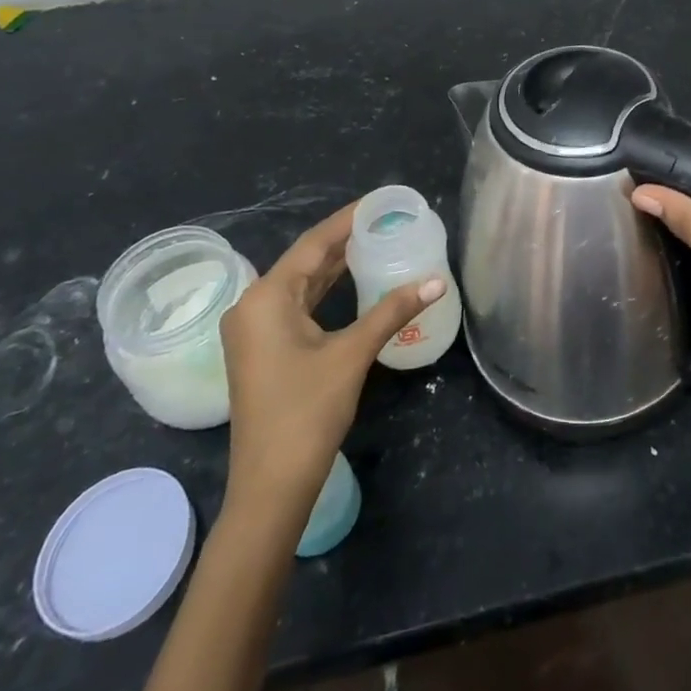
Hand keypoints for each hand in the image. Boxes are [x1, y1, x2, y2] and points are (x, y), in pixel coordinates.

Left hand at [219, 203, 444, 513]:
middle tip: (385, 220)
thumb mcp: (352, 354)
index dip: (347, 220)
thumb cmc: (306, 413)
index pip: (313, 243)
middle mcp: (253, 305)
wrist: (270, 488)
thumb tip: (437, 280)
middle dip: (344, 240)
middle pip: (305, 260)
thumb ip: (392, 311)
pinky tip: (352, 280)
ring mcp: (254, 330)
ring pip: (301, 283)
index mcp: (266, 297)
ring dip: (335, 265)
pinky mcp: (263, 349)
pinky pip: (297, 305)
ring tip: (375, 240)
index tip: (380, 202)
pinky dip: (325, 290)